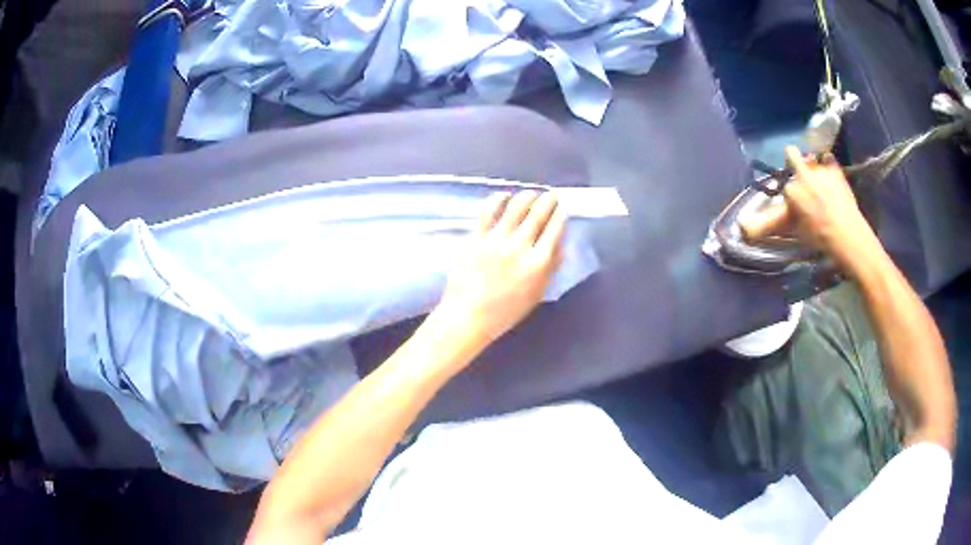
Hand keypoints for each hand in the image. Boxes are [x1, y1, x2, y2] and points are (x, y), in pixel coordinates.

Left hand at [437, 190, 565, 348]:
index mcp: (538, 263)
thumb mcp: (536, 293)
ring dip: (527, 196)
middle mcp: (520, 246)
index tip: (562, 207)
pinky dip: (499, 199)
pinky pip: (489, 211)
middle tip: (551, 195)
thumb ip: (550, 268)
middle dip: (548, 200)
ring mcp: (496, 239)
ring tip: (531, 194)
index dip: (560, 214)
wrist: (468, 315)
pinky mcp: (476, 236)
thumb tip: (560, 245)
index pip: (555, 229)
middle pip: (538, 213)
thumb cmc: (505, 311)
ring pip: (516, 206)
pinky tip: (504, 196)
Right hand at [741, 146, 880, 273]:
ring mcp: (820, 169)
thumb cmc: (819, 237)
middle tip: (802, 175)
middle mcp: (802, 174)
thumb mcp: (793, 232)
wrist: (846, 235)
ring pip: (812, 157)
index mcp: (791, 190)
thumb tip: (743, 228)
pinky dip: (830, 165)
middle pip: (791, 154)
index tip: (794, 200)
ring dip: (814, 165)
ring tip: (822, 181)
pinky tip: (833, 177)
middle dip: (794, 160)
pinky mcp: (835, 169)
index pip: (784, 184)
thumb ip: (773, 224)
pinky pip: (829, 159)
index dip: (789, 191)